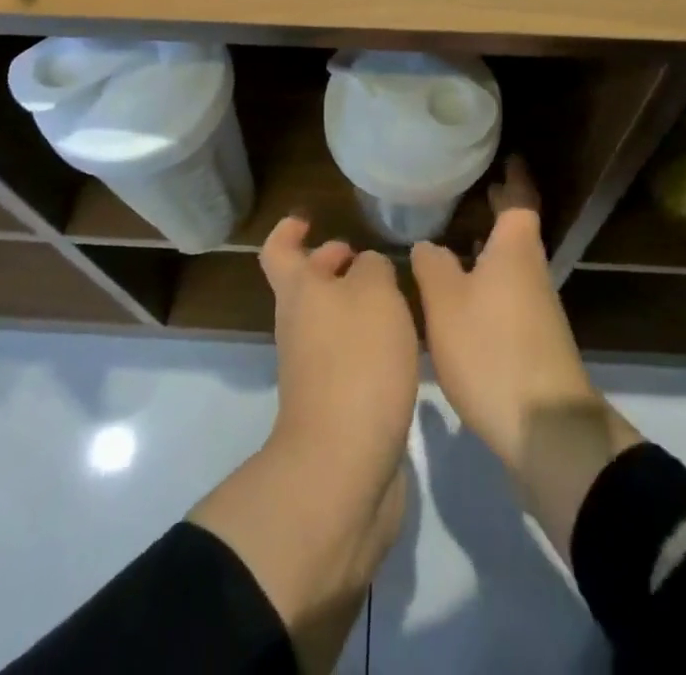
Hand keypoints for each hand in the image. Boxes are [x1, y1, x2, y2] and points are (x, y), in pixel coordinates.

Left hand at [189, 218, 417, 674]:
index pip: (279, 250)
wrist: (343, 466)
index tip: (311, 218)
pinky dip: (371, 342)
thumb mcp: (374, 293)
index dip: (290, 229)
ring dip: (358, 305)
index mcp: (300, 292)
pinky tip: (406, 345)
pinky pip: (350, 356)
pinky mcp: (338, 404)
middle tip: (370, 258)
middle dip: (334, 265)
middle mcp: (300, 326)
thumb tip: (368, 270)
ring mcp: (315, 369)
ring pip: (332, 321)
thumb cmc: (356, 362)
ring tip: (402, 297)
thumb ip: (373, 268)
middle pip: (308, 285)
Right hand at [412, 157, 640, 555]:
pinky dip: (488, 278)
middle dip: (498, 209)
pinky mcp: (532, 339)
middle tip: (473, 189)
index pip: (520, 198)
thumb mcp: (446, 303)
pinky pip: (507, 291)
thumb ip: (432, 265)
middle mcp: (531, 270)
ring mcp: (536, 307)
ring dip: (490, 246)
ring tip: (456, 237)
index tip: (508, 156)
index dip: (514, 176)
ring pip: (510, 262)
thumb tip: (428, 245)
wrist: (545, 429)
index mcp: (515, 249)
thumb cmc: (492, 349)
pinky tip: (462, 294)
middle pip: (516, 229)